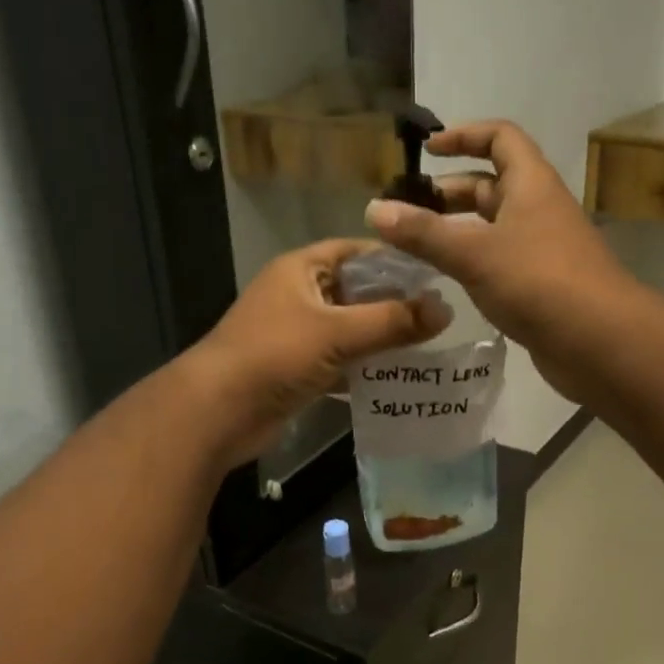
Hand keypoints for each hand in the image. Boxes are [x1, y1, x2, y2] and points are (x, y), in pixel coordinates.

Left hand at [184, 239, 447, 468]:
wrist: (218, 412)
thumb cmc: (274, 355)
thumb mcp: (337, 332)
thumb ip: (392, 321)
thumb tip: (446, 310)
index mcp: (301, 270)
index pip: (356, 251)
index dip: (393, 259)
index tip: (434, 273)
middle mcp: (298, 295)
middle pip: (355, 292)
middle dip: (393, 304)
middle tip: (438, 315)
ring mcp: (295, 334)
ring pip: (349, 330)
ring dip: (381, 339)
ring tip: (428, 347)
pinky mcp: (296, 369)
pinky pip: (338, 361)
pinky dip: (363, 368)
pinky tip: (396, 379)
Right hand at [364, 120, 637, 398]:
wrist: (599, 342)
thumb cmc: (538, 282)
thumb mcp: (474, 253)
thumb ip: (423, 233)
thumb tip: (373, 209)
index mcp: (530, 184)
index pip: (500, 137)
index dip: (464, 135)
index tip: (428, 151)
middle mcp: (538, 209)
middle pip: (492, 185)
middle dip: (450, 192)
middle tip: (408, 210)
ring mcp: (542, 249)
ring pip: (493, 227)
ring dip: (457, 231)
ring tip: (416, 247)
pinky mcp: (540, 285)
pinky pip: (499, 261)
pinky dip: (472, 262)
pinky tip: (445, 281)